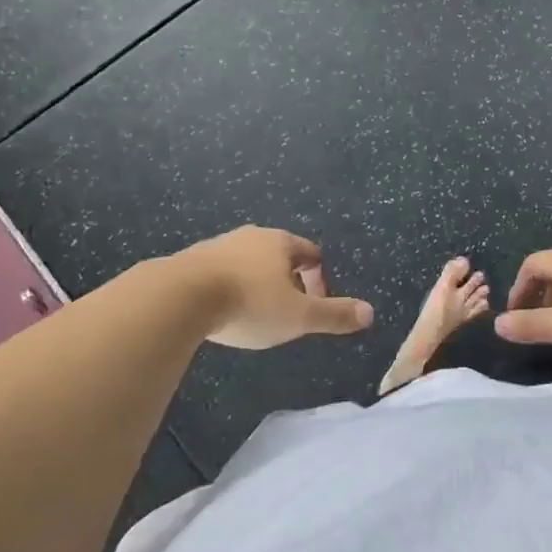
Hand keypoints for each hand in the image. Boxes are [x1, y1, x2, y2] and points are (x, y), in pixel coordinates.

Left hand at [171, 226, 374, 349]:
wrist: (181, 296)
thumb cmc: (250, 303)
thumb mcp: (298, 316)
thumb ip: (334, 315)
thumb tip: (370, 312)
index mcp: (281, 242)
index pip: (310, 254)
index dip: (318, 280)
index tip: (314, 306)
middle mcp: (252, 236)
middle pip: (279, 256)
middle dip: (287, 282)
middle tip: (286, 313)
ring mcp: (219, 245)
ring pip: (248, 262)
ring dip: (256, 284)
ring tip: (254, 315)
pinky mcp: (192, 260)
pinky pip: (221, 272)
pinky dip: (229, 288)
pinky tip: (223, 312)